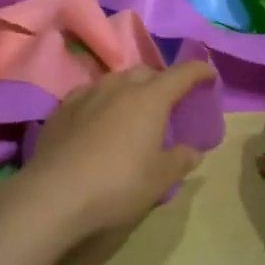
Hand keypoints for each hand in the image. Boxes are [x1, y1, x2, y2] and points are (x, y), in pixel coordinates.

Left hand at [2, 62, 214, 244]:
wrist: (55, 193)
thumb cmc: (117, 184)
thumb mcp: (159, 179)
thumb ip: (179, 161)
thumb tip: (192, 151)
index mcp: (150, 98)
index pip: (181, 74)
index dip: (199, 71)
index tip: (209, 73)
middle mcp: (119, 86)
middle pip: (146, 72)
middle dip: (161, 80)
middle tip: (169, 100)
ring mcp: (88, 93)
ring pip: (117, 79)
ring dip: (131, 88)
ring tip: (134, 108)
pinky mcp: (63, 107)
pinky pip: (91, 93)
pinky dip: (103, 100)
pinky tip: (100, 117)